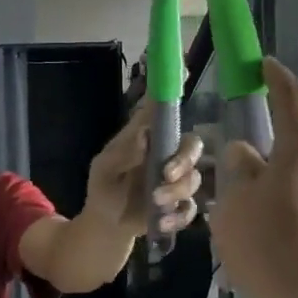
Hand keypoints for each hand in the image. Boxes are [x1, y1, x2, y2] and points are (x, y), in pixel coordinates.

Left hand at [84, 101, 205, 235]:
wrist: (107, 224)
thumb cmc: (103, 189)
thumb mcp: (104, 170)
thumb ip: (122, 154)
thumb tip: (145, 135)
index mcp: (147, 139)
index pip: (161, 111)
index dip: (171, 94)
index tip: (183, 73)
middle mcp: (166, 155)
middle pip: (192, 145)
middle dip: (185, 159)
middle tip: (167, 174)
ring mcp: (176, 180)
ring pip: (194, 178)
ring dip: (177, 190)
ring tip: (155, 202)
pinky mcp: (179, 204)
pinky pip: (191, 207)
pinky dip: (178, 215)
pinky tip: (161, 222)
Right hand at [210, 58, 297, 297]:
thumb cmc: (273, 259)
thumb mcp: (233, 216)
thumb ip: (238, 177)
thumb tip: (247, 156)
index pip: (290, 102)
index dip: (277, 79)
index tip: (267, 65)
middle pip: (293, 159)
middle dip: (267, 174)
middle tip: (240, 210)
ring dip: (284, 206)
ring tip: (262, 248)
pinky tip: (288, 265)